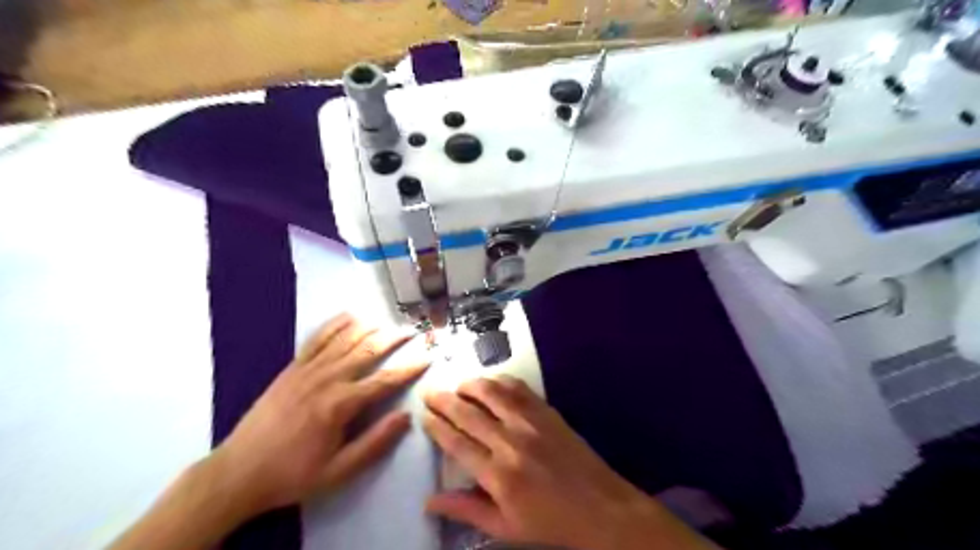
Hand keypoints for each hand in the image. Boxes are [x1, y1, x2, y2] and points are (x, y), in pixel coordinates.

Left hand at [209, 314, 427, 514]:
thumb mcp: (339, 471)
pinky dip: (335, 325)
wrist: (238, 472)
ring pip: (345, 339)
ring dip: (369, 327)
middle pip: (368, 351)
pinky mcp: (292, 368)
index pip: (385, 380)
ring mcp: (307, 370)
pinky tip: (349, 316)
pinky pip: (317, 339)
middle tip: (412, 331)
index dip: (409, 369)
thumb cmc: (293, 474)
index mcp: (341, 405)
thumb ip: (375, 443)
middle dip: (393, 339)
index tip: (427, 358)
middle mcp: (327, 379)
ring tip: (388, 321)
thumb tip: (406, 417)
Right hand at [425, 376, 716, 549]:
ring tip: (457, 385)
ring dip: (470, 385)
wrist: (601, 508)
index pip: (456, 442)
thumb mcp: (505, 527)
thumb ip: (467, 510)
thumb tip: (429, 501)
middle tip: (431, 393)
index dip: (437, 426)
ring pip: (492, 392)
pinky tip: (491, 382)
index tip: (425, 416)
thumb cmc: (550, 522)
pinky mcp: (548, 412)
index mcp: (498, 474)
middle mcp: (511, 441)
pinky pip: (519, 388)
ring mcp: (531, 422)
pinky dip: (500, 381)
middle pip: (468, 412)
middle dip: (444, 400)